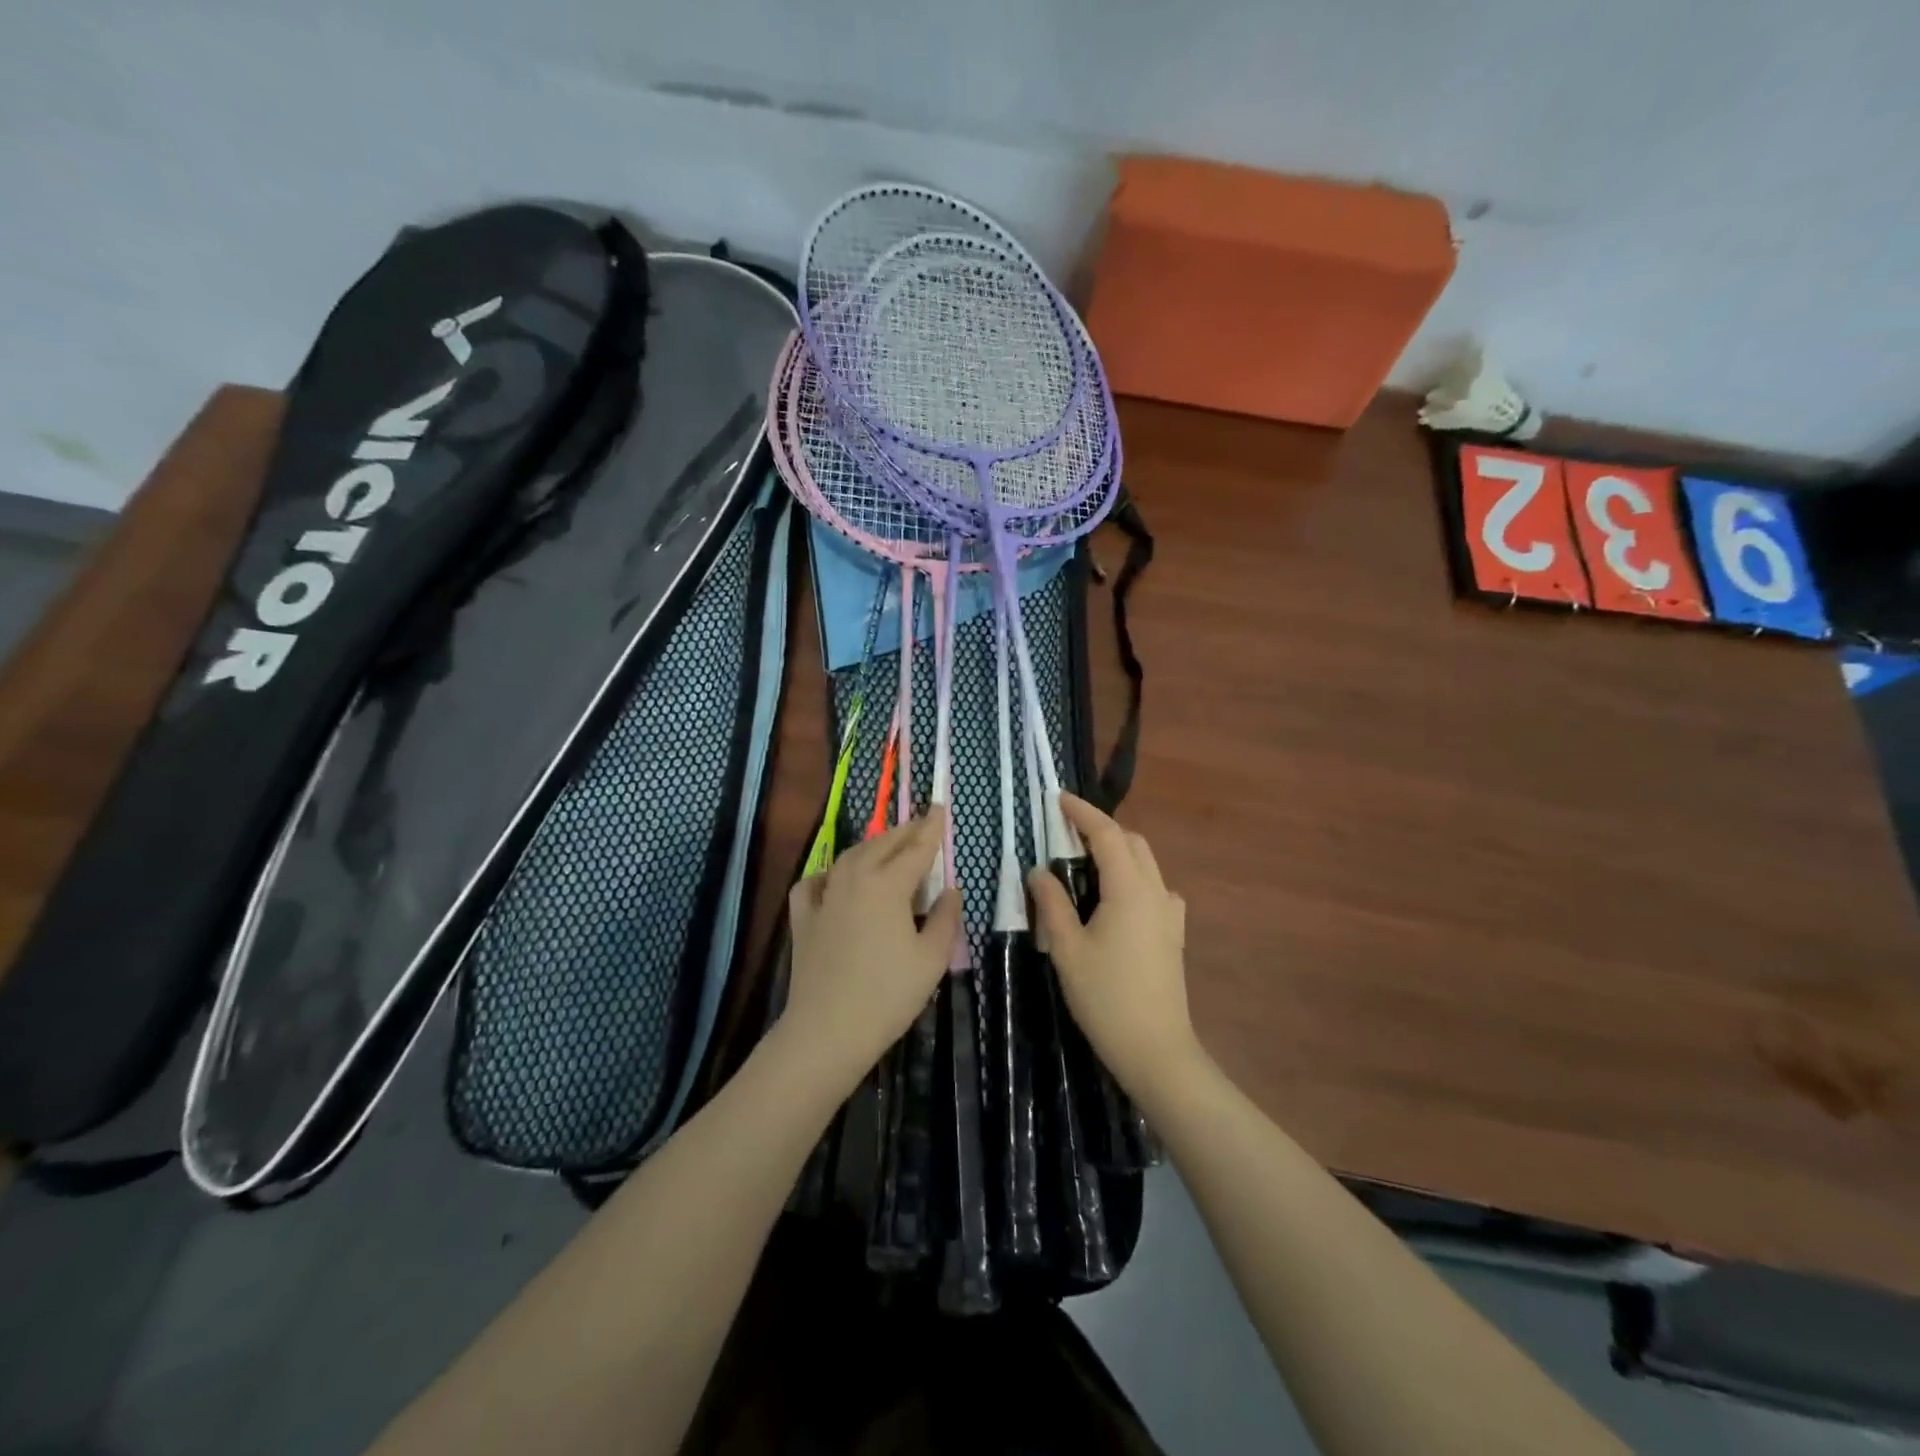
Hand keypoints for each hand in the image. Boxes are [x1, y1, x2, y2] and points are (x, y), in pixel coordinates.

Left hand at [778, 809, 961, 1092]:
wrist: (827, 1030)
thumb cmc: (888, 995)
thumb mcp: (931, 959)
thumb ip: (945, 919)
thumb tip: (949, 891)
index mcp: (888, 885)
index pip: (917, 848)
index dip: (932, 828)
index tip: (941, 807)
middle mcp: (854, 879)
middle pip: (883, 844)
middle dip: (905, 831)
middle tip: (922, 824)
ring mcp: (825, 896)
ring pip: (850, 856)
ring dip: (872, 846)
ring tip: (887, 846)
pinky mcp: (803, 918)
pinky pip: (814, 882)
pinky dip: (828, 873)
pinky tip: (834, 879)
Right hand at [1028, 794, 1196, 1101]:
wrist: (1156, 1050)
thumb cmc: (1106, 998)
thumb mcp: (1067, 949)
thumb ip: (1052, 904)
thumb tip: (1039, 871)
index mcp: (1130, 889)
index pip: (1108, 834)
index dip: (1083, 812)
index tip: (1059, 798)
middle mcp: (1156, 892)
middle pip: (1132, 843)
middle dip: (1102, 829)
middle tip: (1066, 832)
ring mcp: (1170, 913)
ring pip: (1146, 864)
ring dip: (1118, 852)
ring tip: (1084, 863)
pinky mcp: (1173, 933)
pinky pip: (1155, 888)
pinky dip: (1132, 878)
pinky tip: (1114, 899)